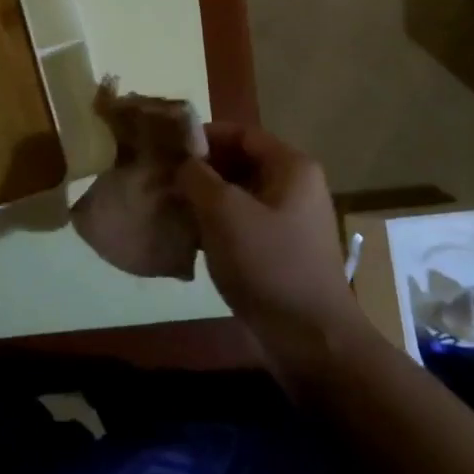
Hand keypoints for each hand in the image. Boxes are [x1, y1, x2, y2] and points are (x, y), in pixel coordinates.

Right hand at [177, 125, 362, 361]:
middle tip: (162, 177)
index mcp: (291, 167)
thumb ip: (197, 177)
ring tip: (169, 205)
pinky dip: (217, 225)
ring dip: (205, 199)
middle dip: (201, 169)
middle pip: (240, 163)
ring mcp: (290, 222)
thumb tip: (182, 163)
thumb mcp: (224, 212)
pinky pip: (243, 224)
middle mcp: (295, 187)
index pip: (241, 133)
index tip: (167, 147)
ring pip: (239, 196)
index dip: (203, 135)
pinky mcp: (281, 252)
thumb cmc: (269, 263)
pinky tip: (188, 236)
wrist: (311, 340)